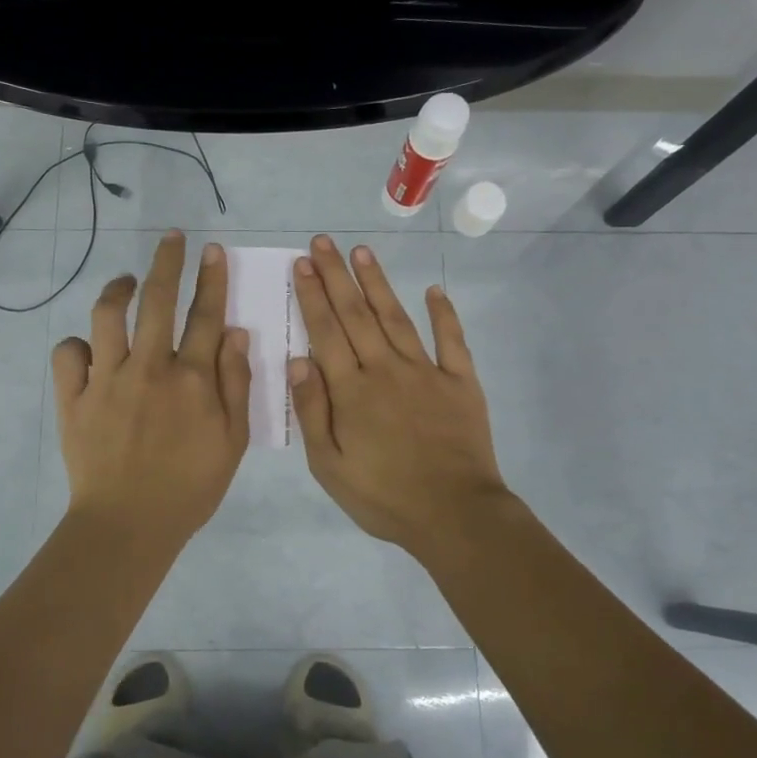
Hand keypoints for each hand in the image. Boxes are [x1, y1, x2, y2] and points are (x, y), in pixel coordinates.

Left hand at [52, 231, 252, 546]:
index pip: (205, 315)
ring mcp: (106, 380)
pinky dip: (77, 344)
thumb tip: (235, 332)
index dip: (211, 279)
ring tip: (125, 281)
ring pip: (107, 315)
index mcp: (191, 379)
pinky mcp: (74, 398)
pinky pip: (68, 354)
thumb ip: (235, 383)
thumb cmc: (190, 487)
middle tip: (170, 238)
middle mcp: (149, 368)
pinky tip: (90, 347)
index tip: (212, 250)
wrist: (128, 525)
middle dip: (166, 261)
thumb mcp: (232, 441)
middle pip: (157, 299)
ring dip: (117, 289)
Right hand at [289, 235, 510, 555]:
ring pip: (396, 317)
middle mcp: (385, 369)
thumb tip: (296, 360)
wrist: (454, 515)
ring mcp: (426, 372)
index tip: (303, 264)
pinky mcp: (460, 382)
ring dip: (377, 283)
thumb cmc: (383, 496)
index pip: (326, 332)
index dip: (312, 295)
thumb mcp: (329, 466)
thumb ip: (312, 411)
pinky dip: (444, 314)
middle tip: (323, 242)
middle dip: (337, 276)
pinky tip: (434, 290)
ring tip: (362, 252)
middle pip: (356, 315)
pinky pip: (451, 341)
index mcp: (351, 390)